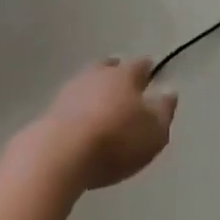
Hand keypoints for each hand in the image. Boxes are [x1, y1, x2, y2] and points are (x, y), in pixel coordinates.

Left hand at [26, 58, 177, 190]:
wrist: (59, 155)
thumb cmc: (115, 140)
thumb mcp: (154, 132)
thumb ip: (164, 111)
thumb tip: (169, 91)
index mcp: (126, 75)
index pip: (140, 65)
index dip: (147, 70)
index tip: (151, 74)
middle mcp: (98, 75)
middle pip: (109, 67)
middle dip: (116, 73)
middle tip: (122, 83)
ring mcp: (70, 91)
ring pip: (87, 83)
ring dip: (93, 91)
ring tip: (99, 105)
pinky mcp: (49, 112)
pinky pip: (69, 105)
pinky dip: (76, 111)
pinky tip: (79, 123)